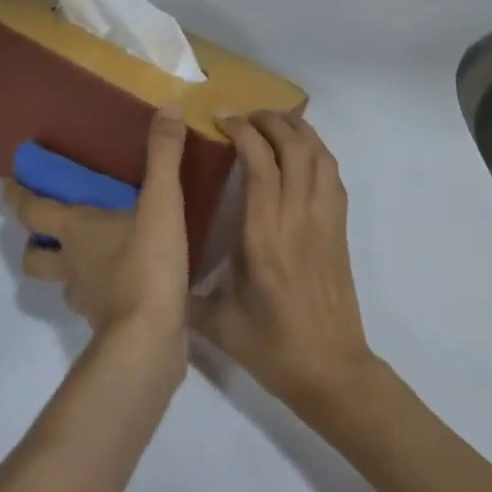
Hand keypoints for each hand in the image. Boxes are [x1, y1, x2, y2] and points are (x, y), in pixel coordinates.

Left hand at [6, 105, 191, 350]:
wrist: (150, 341)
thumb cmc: (146, 264)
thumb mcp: (161, 202)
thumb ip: (163, 156)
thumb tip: (169, 108)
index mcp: (74, 230)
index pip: (31, 209)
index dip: (17, 195)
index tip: (6, 182)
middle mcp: (71, 263)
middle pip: (34, 254)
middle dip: (32, 241)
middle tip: (44, 227)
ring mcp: (86, 298)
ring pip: (63, 281)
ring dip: (66, 268)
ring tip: (88, 255)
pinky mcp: (107, 324)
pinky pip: (93, 303)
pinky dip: (98, 292)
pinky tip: (122, 284)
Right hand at [193, 111, 374, 408]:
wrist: (333, 374)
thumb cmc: (271, 346)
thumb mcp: (215, 320)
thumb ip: (181, 289)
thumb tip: (152, 267)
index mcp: (264, 234)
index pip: (260, 162)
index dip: (243, 130)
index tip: (222, 120)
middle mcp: (297, 217)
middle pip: (295, 146)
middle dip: (270, 120)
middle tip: (245, 117)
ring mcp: (324, 221)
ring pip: (319, 155)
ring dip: (297, 130)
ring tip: (273, 123)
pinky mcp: (339, 230)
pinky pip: (333, 176)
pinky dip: (317, 152)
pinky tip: (300, 154)